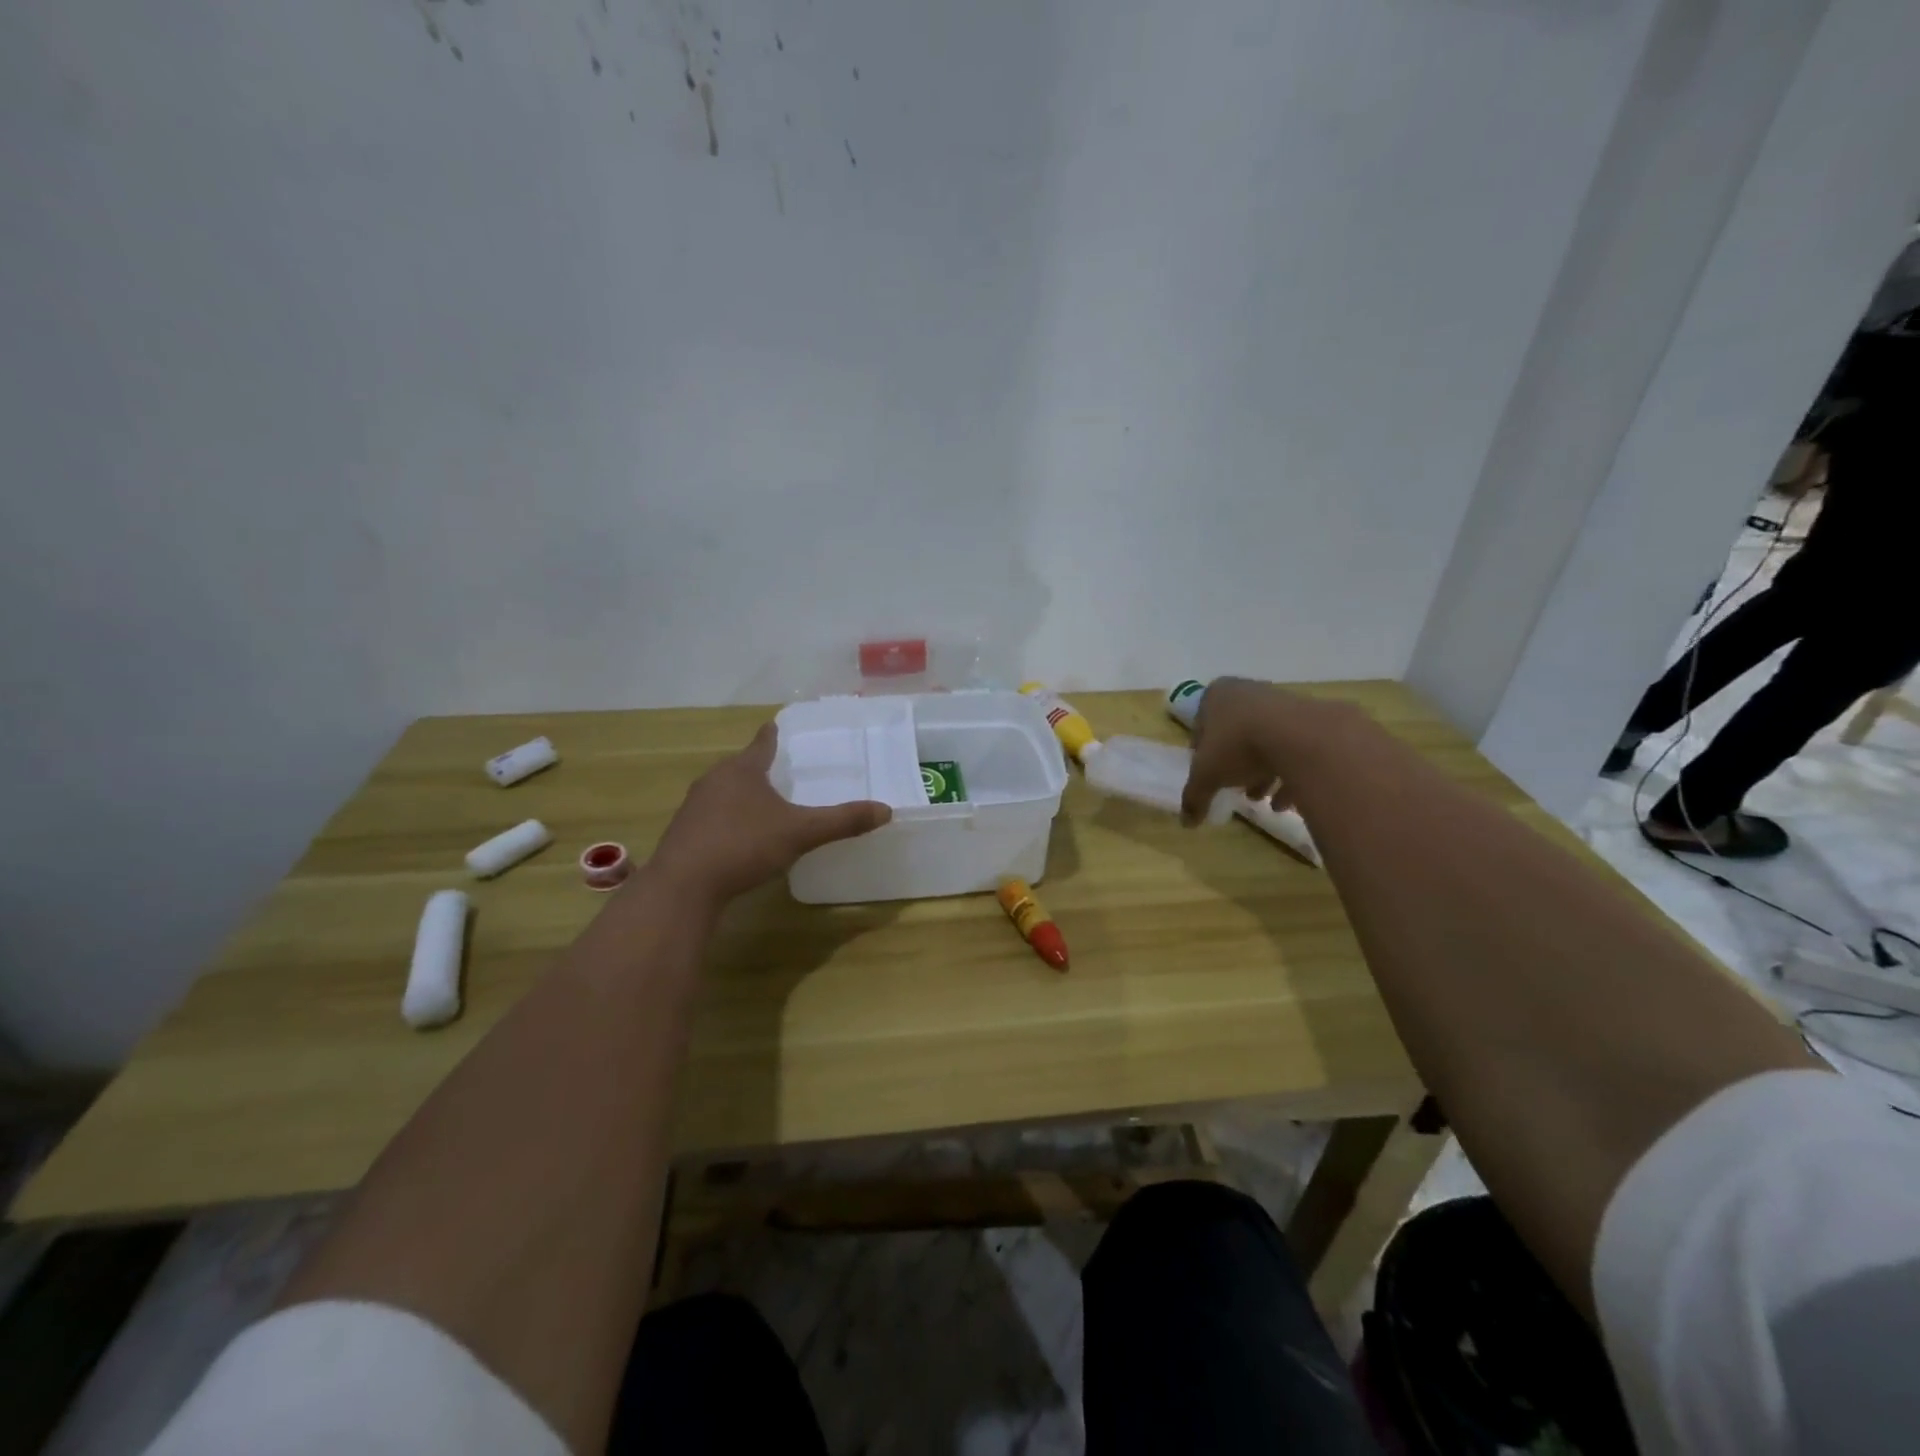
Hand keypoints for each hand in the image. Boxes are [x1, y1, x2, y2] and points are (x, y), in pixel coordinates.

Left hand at [651, 723, 890, 905]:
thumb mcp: (800, 832)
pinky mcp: (684, 833)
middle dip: (760, 767)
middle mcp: (714, 780)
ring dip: (742, 795)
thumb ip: (842, 821)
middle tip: (783, 771)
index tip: (778, 726)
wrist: (684, 885)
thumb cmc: (743, 845)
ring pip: (724, 791)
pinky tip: (740, 837)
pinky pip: (712, 817)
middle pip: (741, 766)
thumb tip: (886, 810)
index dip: (773, 735)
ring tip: (764, 803)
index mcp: (743, 770)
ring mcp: (694, 807)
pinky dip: (728, 819)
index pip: (762, 742)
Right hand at [1180, 677, 1313, 825]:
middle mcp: (1247, 692)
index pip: (1201, 726)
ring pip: (1266, 741)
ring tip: (1263, 799)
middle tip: (1237, 788)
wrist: (1298, 736)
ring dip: (1263, 771)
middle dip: (1235, 764)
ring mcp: (1281, 702)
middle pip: (1235, 733)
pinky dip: (1290, 773)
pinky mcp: (1311, 718)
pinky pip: (1294, 748)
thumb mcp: (1206, 776)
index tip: (1208, 776)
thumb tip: (1187, 822)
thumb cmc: (1238, 745)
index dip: (1202, 755)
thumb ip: (1194, 797)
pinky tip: (1287, 802)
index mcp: (1215, 696)